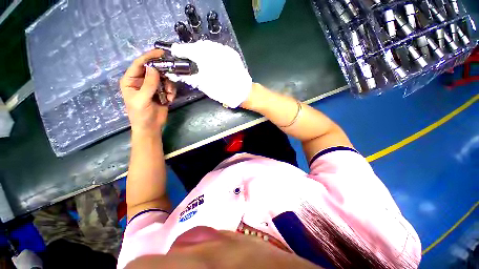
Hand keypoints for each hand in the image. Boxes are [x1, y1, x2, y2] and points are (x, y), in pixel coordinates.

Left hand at [120, 50, 175, 135]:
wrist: (151, 127)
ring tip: (168, 95)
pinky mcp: (162, 92)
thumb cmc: (141, 114)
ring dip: (169, 85)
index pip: (140, 64)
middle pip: (154, 69)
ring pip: (164, 78)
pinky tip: (169, 99)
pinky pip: (169, 87)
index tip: (161, 53)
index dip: (149, 57)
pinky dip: (171, 92)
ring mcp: (153, 87)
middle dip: (163, 73)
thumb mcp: (142, 99)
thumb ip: (149, 84)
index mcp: (131, 80)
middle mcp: (142, 81)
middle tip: (171, 74)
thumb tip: (154, 68)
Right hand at [167, 40, 252, 107]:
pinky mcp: (232, 53)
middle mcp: (215, 49)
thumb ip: (190, 78)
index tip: (174, 51)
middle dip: (191, 50)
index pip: (189, 49)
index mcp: (206, 57)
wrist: (243, 92)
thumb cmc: (223, 91)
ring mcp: (225, 50)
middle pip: (198, 45)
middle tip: (186, 56)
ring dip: (201, 51)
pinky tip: (210, 59)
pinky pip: (217, 49)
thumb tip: (176, 74)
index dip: (180, 50)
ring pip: (208, 46)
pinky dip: (211, 52)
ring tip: (198, 58)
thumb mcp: (204, 86)